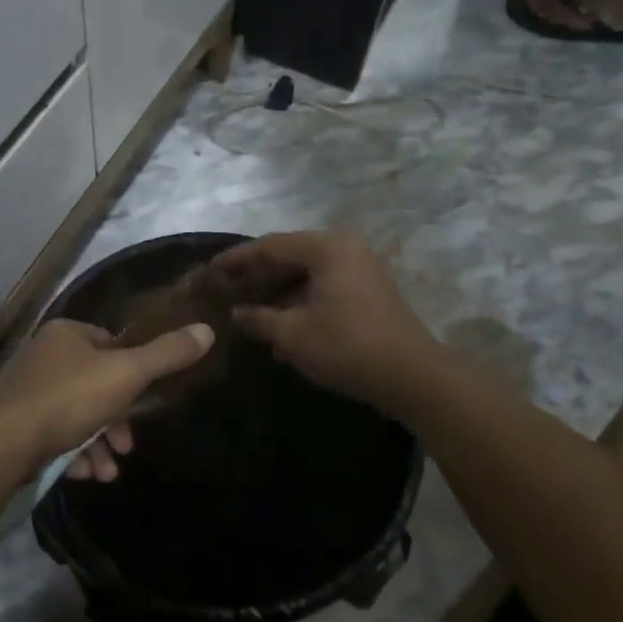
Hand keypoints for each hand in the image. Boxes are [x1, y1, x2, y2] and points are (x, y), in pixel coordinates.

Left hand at [0, 319, 214, 478]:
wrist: (3, 446)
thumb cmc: (69, 400)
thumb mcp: (127, 375)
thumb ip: (167, 355)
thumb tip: (207, 329)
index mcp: (65, 333)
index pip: (110, 344)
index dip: (132, 373)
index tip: (143, 403)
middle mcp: (41, 355)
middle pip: (94, 384)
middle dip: (116, 420)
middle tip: (127, 447)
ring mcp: (23, 390)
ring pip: (75, 414)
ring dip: (97, 444)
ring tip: (107, 472)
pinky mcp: (12, 423)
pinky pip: (52, 434)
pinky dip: (72, 453)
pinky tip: (83, 474)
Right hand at [214, 230, 431, 408]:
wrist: (411, 376)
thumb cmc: (346, 346)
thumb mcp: (292, 334)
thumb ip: (259, 318)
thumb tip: (237, 313)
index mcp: (326, 247)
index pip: (270, 245)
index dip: (238, 258)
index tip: (211, 269)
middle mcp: (345, 248)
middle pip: (290, 256)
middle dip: (258, 276)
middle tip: (228, 290)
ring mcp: (361, 269)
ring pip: (307, 273)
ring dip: (278, 293)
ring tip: (250, 312)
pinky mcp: (370, 292)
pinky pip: (324, 287)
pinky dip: (300, 301)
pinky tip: (282, 327)